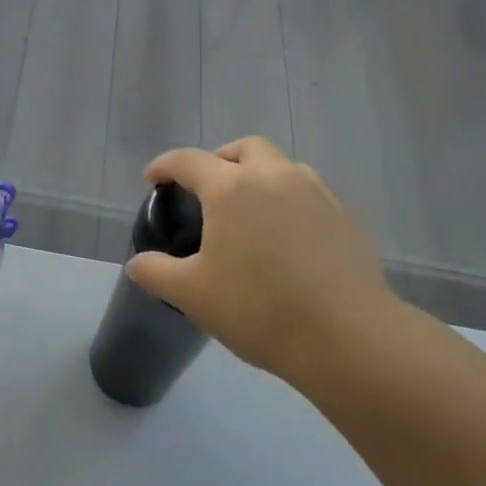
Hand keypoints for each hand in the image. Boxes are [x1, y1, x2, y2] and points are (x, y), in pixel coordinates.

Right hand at [124, 137, 399, 388]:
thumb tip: (137, 264)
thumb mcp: (193, 295)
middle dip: (220, 159)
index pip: (189, 161)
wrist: (349, 337)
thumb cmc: (260, 310)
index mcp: (232, 188)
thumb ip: (156, 273)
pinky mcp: (344, 217)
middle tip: (207, 189)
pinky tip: (285, 237)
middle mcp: (275, 177)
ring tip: (248, 212)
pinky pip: (308, 193)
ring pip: (282, 167)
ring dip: (258, 177)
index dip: (165, 166)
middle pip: (244, 148)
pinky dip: (288, 201)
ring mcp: (316, 193)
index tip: (153, 179)